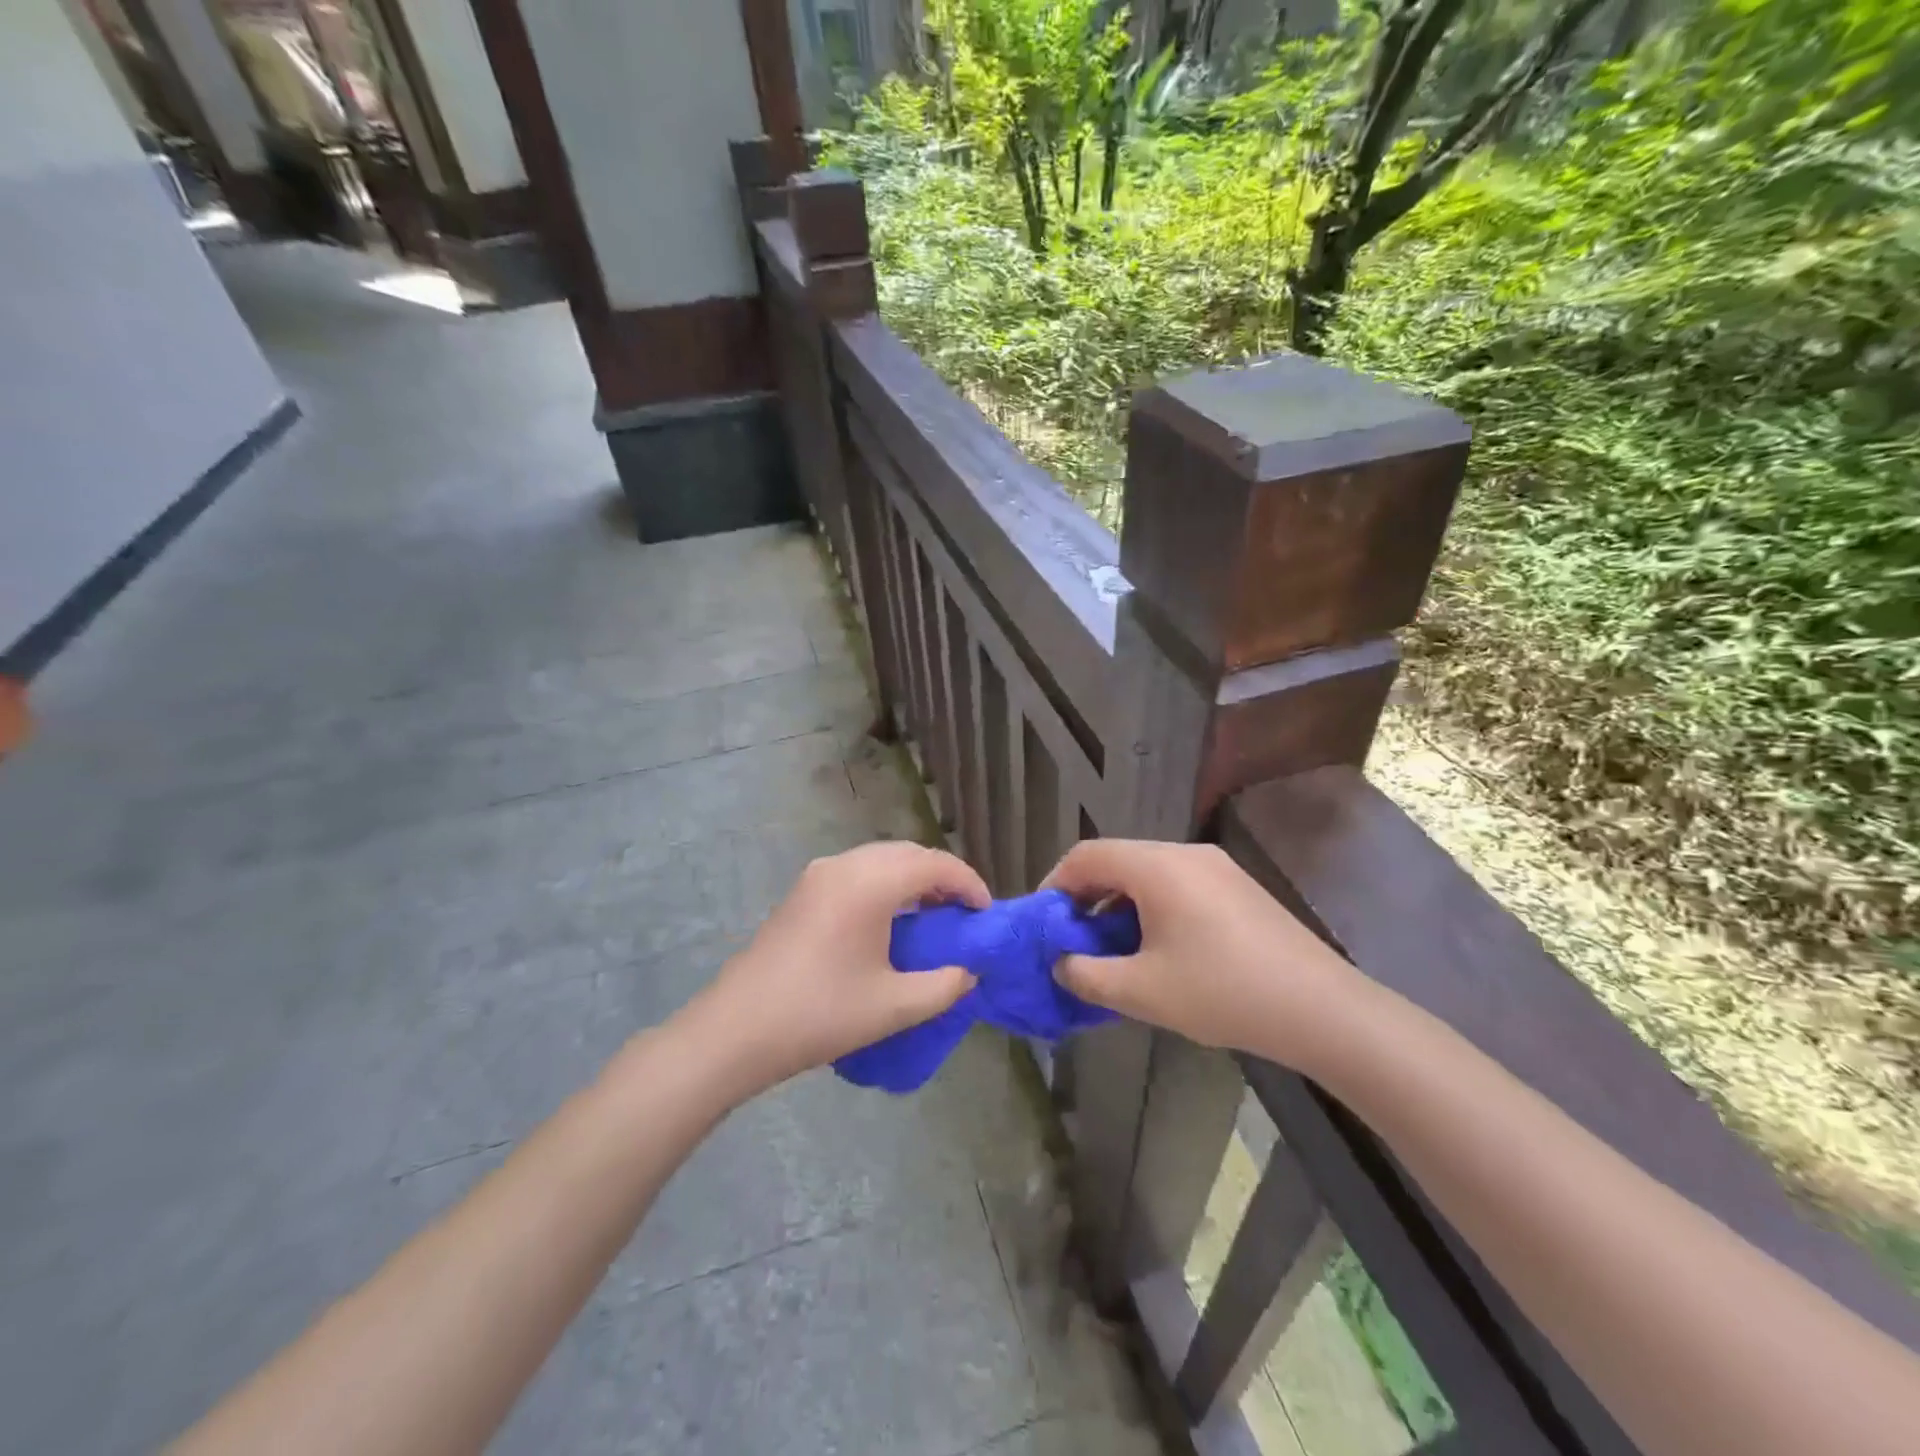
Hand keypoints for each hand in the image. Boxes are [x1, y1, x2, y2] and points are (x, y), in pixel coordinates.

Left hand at [684, 841, 989, 1096]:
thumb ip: (944, 985)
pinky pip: (858, 871)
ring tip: (933, 916)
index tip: (986, 913)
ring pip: (881, 859)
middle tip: (964, 914)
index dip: (968, 884)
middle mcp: (845, 865)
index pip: (935, 865)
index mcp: (870, 882)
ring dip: (912, 878)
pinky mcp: (803, 890)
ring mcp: (819, 874)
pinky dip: (885, 883)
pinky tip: (891, 920)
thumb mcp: (893, 1006)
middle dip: (943, 876)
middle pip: (908, 853)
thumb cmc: (820, 1014)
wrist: (736, 1030)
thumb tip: (969, 972)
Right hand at [1043, 839, 1367, 1075]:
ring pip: (1148, 873)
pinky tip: (1158, 949)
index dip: (1055, 884)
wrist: (1321, 1009)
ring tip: (1113, 950)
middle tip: (1073, 940)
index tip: (1042, 921)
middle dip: (1086, 897)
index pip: (1087, 855)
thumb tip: (1060, 963)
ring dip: (1119, 904)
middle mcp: (1185, 853)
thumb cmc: (1222, 992)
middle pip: (1117, 860)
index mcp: (1157, 866)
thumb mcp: (1142, 991)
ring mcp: (1216, 867)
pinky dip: (1151, 907)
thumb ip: (1086, 975)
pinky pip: (1177, 884)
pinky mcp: (1237, 886)